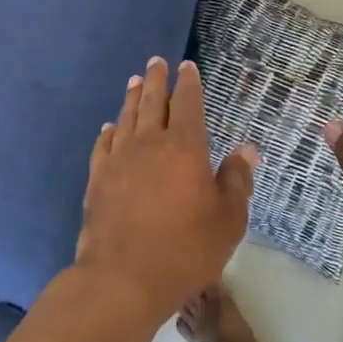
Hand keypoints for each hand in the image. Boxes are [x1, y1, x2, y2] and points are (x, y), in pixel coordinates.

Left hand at [77, 57, 257, 318]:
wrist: (123, 279)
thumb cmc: (185, 249)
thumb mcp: (228, 220)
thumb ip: (237, 181)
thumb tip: (245, 150)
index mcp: (185, 147)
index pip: (188, 103)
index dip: (189, 83)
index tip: (187, 66)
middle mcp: (149, 144)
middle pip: (152, 102)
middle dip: (156, 80)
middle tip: (156, 62)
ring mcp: (119, 160)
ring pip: (126, 118)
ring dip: (132, 98)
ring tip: (134, 81)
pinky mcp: (97, 180)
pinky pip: (103, 146)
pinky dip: (109, 132)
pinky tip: (109, 128)